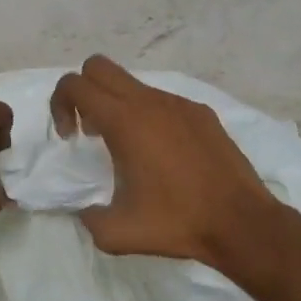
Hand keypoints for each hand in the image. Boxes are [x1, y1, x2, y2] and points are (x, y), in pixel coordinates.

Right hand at [49, 56, 296, 277]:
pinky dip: (149, 118)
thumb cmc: (177, 223)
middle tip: (90, 131)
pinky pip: (162, 102)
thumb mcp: (117, 233)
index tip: (71, 137)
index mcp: (123, 121)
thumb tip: (85, 211)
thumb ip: (88, 217)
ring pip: (132, 84)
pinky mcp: (201, 113)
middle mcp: (149, 102)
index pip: (74, 84)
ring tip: (128, 150)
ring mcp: (178, 103)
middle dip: (84, 92)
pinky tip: (164, 156)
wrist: (241, 223)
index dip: (59, 105)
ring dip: (117, 106)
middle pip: (98, 67)